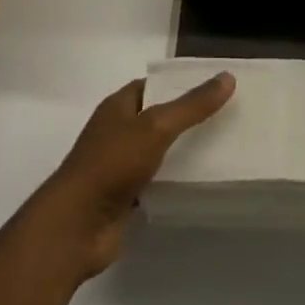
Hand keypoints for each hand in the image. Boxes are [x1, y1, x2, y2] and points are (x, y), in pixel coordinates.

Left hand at [28, 73, 234, 281]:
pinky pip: (156, 184)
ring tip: (222, 149)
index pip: (153, 86)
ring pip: (158, 153)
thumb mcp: (155, 127)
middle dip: (186, 119)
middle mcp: (118, 132)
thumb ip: (191, 106)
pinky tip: (200, 185)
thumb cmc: (111, 164)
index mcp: (118, 106)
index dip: (179, 84)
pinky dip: (174, 184)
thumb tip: (228, 78)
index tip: (214, 87)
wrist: (77, 226)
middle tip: (225, 118)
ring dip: (182, 153)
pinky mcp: (125, 199)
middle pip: (157, 119)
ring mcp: (119, 167)